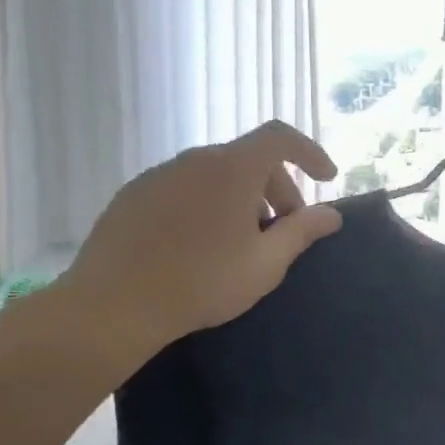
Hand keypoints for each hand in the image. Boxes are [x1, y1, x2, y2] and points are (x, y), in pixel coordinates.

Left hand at [53, 121, 340, 371]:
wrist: (113, 306)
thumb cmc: (202, 282)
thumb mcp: (266, 263)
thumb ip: (302, 232)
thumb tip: (331, 214)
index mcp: (232, 168)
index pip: (280, 137)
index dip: (309, 152)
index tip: (326, 179)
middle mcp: (195, 159)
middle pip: (249, 159)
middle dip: (277, 188)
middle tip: (284, 229)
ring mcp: (159, 175)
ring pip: (215, 174)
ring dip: (241, 198)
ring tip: (242, 241)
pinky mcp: (133, 195)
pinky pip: (184, 188)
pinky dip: (206, 203)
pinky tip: (200, 245)